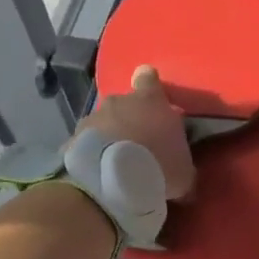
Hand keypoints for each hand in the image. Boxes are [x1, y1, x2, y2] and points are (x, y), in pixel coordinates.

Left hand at [78, 65, 196, 199]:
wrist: (113, 181)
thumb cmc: (159, 167)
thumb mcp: (184, 172)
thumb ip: (183, 165)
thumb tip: (185, 175)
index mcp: (151, 100)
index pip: (149, 78)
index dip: (149, 85)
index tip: (153, 99)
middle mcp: (120, 101)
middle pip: (125, 103)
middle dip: (130, 119)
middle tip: (139, 144)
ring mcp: (93, 117)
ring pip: (104, 122)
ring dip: (110, 137)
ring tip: (116, 163)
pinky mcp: (73, 138)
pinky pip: (87, 143)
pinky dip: (92, 154)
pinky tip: (98, 172)